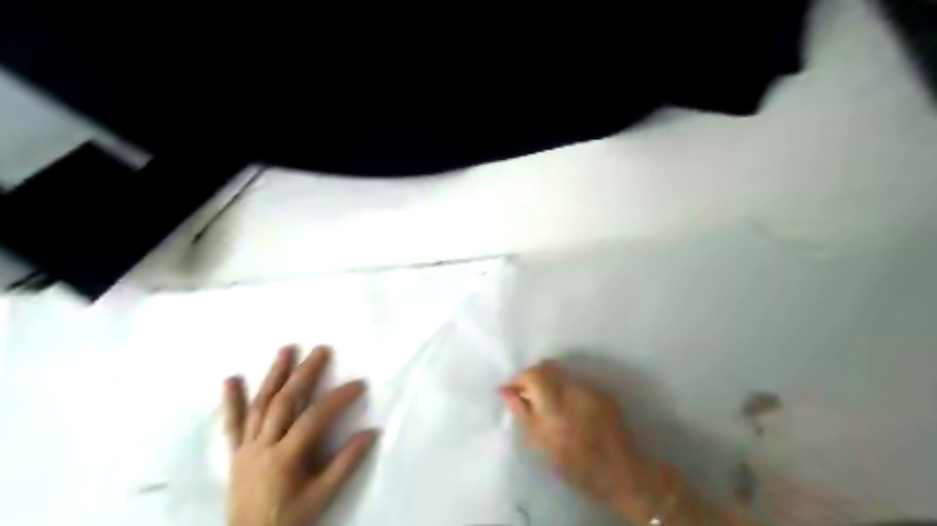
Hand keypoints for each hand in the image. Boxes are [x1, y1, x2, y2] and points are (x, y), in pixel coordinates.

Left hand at [223, 345, 375, 525]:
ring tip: (286, 350)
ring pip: (259, 405)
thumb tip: (370, 433)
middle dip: (304, 373)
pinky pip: (232, 424)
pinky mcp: (236, 453)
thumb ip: (346, 464)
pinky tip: (230, 380)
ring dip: (274, 375)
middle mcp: (262, 447)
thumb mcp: (323, 496)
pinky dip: (231, 401)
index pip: (314, 419)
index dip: (337, 399)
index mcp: (285, 458)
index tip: (358, 384)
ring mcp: (246, 448)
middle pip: (284, 402)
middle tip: (320, 350)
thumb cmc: (290, 519)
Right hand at [501, 362, 640, 509]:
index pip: (532, 373)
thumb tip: (505, 391)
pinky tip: (570, 412)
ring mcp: (590, 389)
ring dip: (551, 385)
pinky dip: (567, 393)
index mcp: (554, 401)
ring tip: (549, 406)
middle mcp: (573, 388)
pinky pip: (578, 385)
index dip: (518, 379)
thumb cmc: (573, 465)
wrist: (619, 474)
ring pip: (562, 376)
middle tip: (527, 397)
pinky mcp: (603, 394)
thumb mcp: (539, 442)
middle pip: (547, 368)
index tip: (511, 392)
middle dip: (533, 378)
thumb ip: (521, 411)